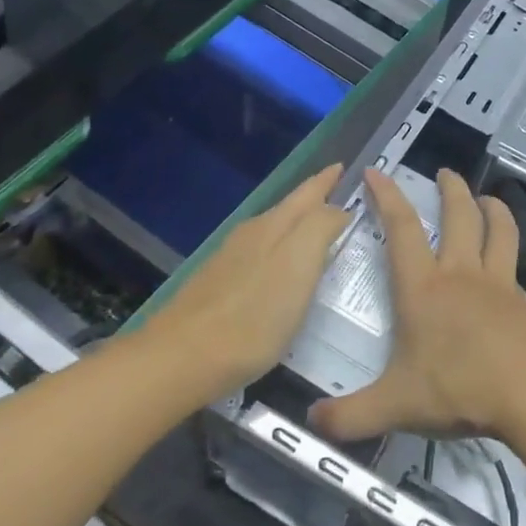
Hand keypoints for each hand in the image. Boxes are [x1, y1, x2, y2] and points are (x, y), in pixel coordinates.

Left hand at [148, 164, 350, 394]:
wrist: (181, 358)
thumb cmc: (252, 316)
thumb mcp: (298, 265)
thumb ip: (320, 228)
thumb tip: (337, 209)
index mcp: (274, 226)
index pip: (307, 193)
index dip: (327, 180)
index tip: (343, 166)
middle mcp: (251, 235)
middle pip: (289, 210)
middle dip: (314, 200)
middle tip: (340, 196)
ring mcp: (230, 261)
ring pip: (273, 233)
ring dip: (298, 228)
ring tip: (320, 234)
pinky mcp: (219, 289)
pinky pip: (260, 259)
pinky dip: (281, 256)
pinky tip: (284, 275)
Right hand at [311, 168, 525, 444]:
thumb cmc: (460, 388)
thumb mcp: (396, 407)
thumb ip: (350, 416)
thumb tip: (311, 421)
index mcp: (423, 288)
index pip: (401, 229)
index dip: (387, 196)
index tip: (377, 171)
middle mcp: (461, 274)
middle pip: (459, 216)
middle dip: (451, 189)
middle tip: (446, 172)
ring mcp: (499, 284)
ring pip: (498, 230)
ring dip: (492, 208)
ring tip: (487, 198)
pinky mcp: (525, 302)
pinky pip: (516, 264)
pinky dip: (511, 250)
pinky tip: (509, 263)